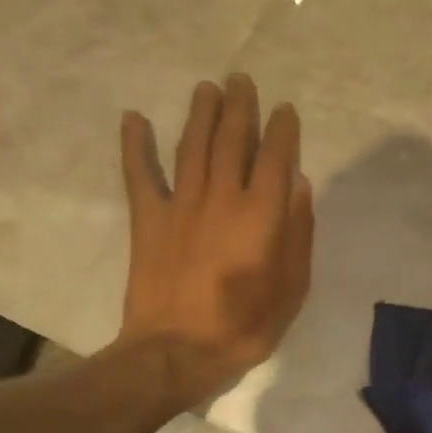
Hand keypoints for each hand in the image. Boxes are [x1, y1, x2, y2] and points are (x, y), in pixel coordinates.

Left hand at [116, 74, 313, 408]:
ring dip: (201, 113)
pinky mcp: (148, 219)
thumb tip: (297, 184)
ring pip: (193, 146)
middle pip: (232, 140)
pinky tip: (133, 118)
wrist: (175, 353)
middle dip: (240, 107)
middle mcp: (221, 197)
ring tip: (207, 87)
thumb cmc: (245, 324)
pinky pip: (140, 175)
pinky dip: (134, 145)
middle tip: (242, 79)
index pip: (275, 157)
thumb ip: (298, 231)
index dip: (282, 129)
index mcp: (261, 213)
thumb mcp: (292, 285)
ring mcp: (180, 205)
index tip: (284, 109)